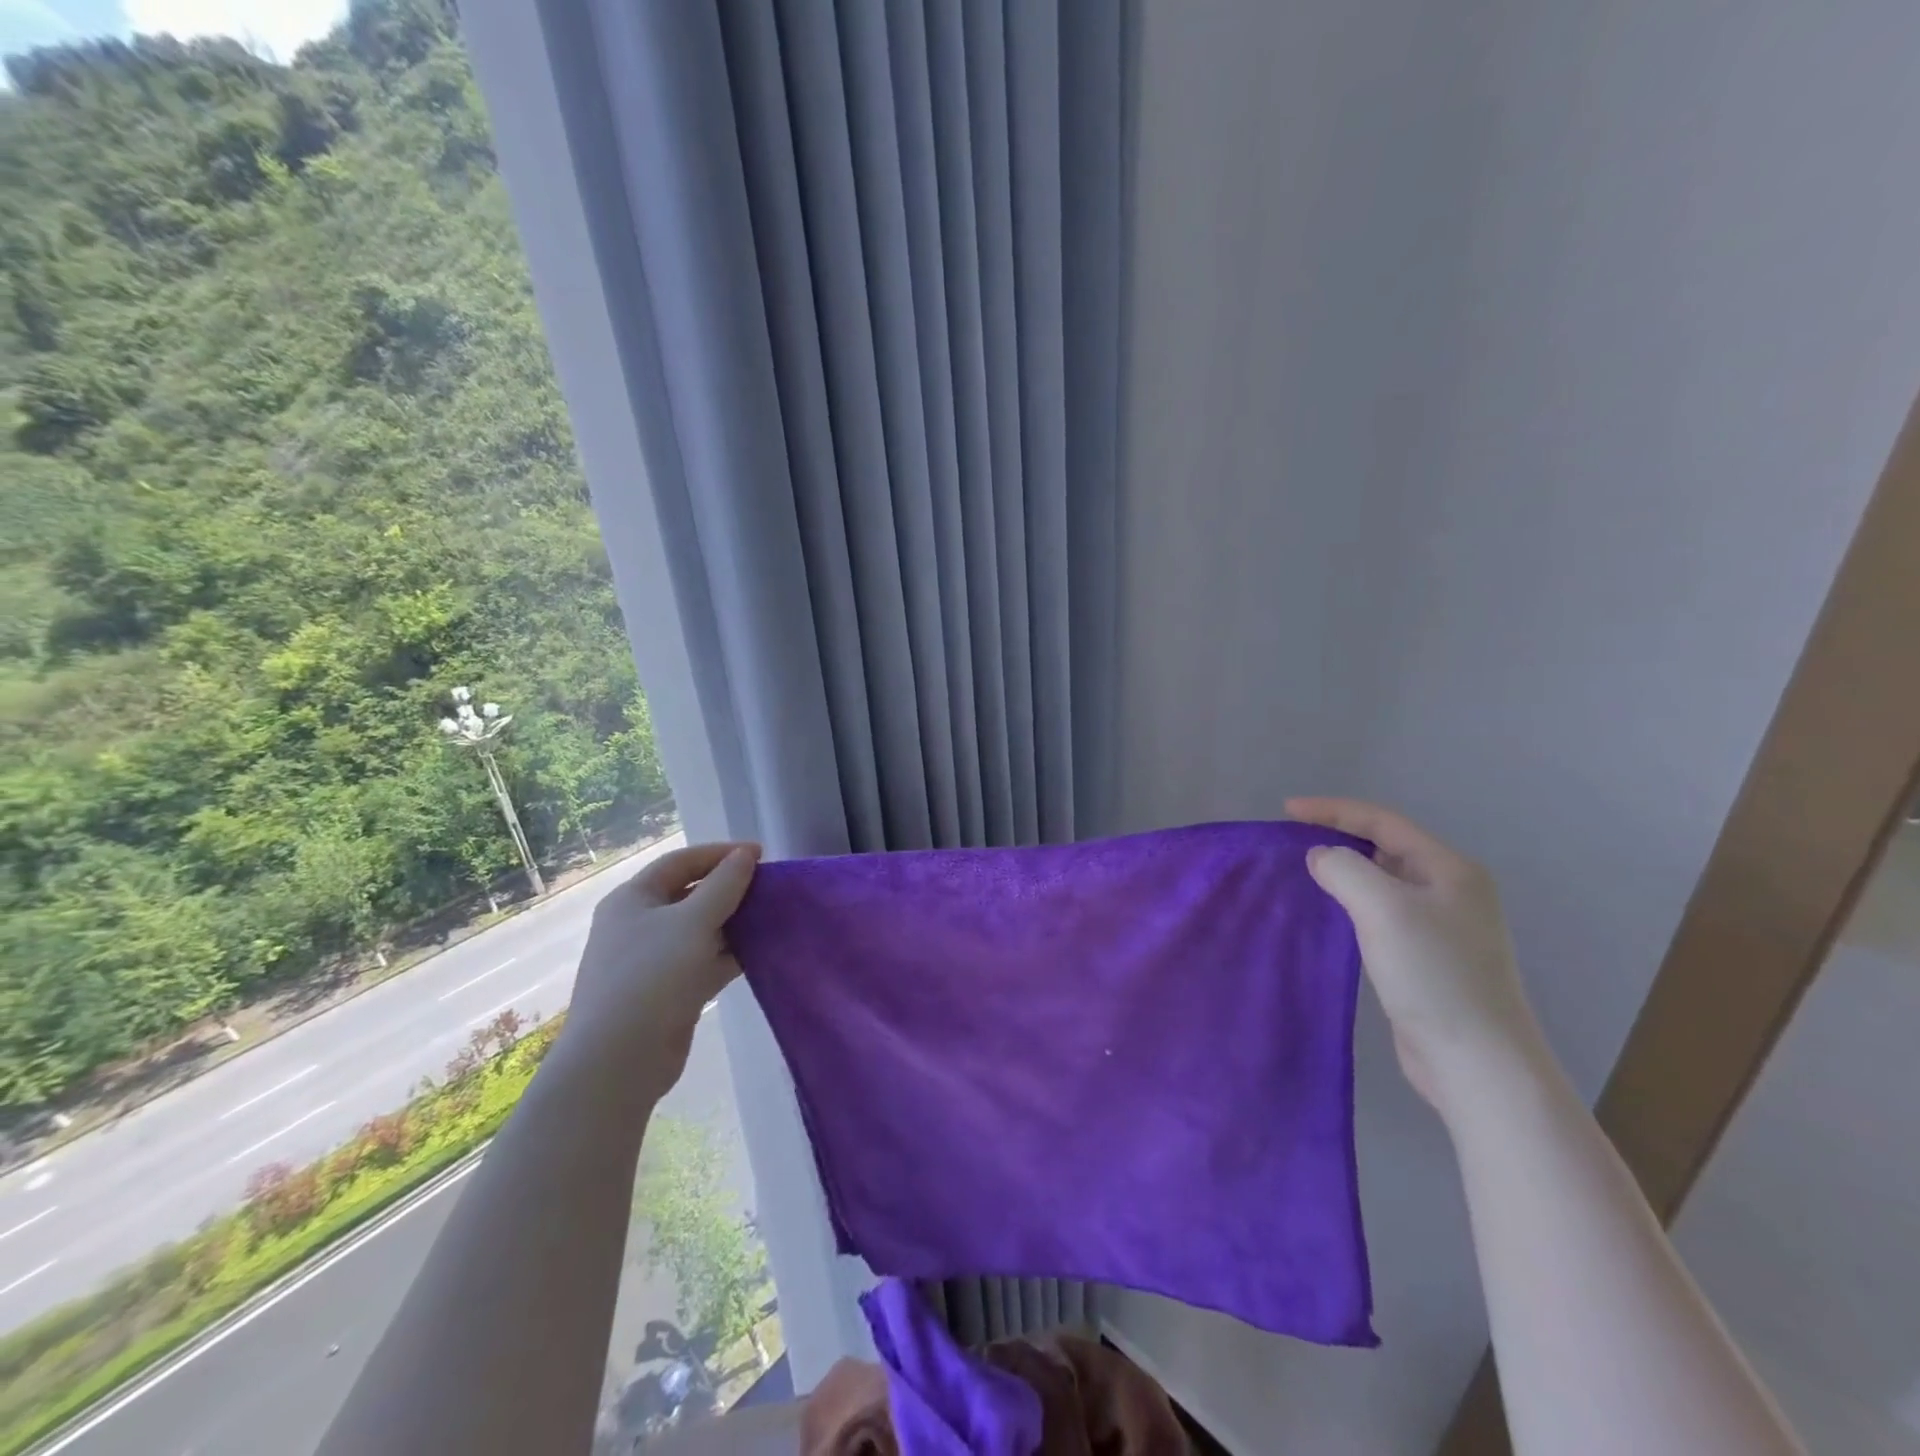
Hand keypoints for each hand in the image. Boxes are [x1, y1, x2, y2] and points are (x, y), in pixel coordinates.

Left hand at [557, 841, 759, 1097]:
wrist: (619, 1061)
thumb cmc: (652, 976)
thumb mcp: (693, 922)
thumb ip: (724, 885)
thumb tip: (745, 855)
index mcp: (633, 899)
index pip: (681, 862)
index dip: (720, 853)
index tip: (761, 854)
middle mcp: (640, 924)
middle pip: (691, 894)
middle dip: (730, 889)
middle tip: (770, 888)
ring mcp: (654, 960)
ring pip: (701, 930)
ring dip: (734, 923)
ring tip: (773, 917)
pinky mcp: (670, 991)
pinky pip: (704, 961)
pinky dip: (730, 954)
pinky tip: (761, 951)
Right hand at [1287, 797, 1552, 1123]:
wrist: (1477, 1062)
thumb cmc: (1433, 974)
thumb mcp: (1383, 908)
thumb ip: (1344, 869)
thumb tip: (1320, 858)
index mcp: (1450, 869)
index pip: (1383, 821)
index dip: (1333, 810)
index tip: (1287, 811)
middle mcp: (1451, 890)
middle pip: (1385, 847)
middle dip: (1338, 837)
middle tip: (1292, 840)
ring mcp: (1442, 926)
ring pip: (1382, 882)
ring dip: (1344, 872)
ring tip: (1303, 873)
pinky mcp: (1427, 958)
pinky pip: (1381, 914)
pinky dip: (1351, 904)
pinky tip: (1329, 915)